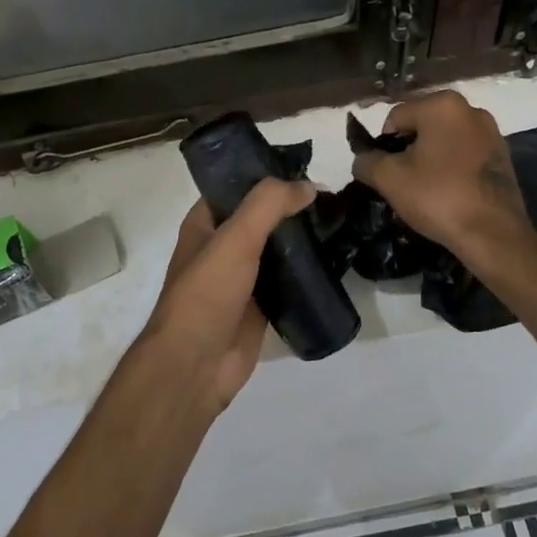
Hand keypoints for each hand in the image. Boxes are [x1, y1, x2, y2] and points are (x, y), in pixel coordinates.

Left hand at [134, 179, 315, 408]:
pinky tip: (335, 261)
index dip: (267, 176)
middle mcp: (222, 247)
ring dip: (303, 239)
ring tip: (341, 224)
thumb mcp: (235, 239)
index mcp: (205, 224)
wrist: (196, 366)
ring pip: (277, 250)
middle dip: (293, 208)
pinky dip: (307, 272)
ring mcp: (242, 279)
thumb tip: (308, 186)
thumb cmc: (207, 294)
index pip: (237, 187)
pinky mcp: (260, 307)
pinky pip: (287, 282)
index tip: (307, 170)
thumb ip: (268, 205)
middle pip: (261, 218)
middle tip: (334, 198)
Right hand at [351, 91, 533, 260]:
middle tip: (404, 183)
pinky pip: (465, 154)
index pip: (395, 118)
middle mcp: (470, 109)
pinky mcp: (503, 155)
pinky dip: (453, 168)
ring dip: (431, 159)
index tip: (386, 174)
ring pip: (444, 141)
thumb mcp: (389, 179)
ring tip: (427, 190)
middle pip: (422, 126)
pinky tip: (450, 193)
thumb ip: (366, 161)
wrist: (493, 234)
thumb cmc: (438, 197)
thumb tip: (363, 159)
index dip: (384, 146)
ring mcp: (491, 132)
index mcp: (442, 105)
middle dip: (409, 151)